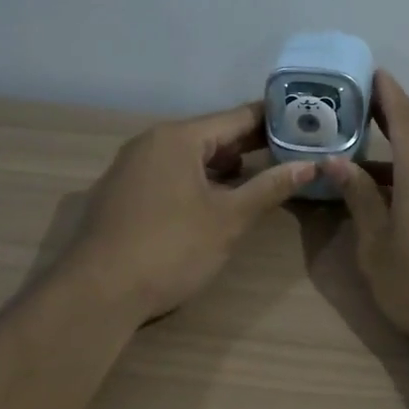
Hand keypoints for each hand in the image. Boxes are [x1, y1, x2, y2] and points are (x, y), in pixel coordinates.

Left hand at [62, 102, 311, 323]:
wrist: (98, 291)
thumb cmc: (171, 249)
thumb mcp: (229, 219)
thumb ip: (269, 188)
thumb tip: (310, 165)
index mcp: (178, 138)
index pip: (236, 117)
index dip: (273, 120)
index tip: (306, 121)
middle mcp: (150, 142)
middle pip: (210, 134)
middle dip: (250, 144)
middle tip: (293, 150)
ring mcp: (131, 167)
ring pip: (188, 156)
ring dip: (223, 164)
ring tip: (262, 174)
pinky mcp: (122, 193)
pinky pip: (169, 174)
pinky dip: (197, 180)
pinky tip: (216, 199)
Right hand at [325, 72, 408, 360]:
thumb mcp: (378, 247)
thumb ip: (360, 201)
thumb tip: (337, 163)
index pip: (405, 116)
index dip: (387, 92)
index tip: (370, 72)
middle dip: (385, 127)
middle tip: (351, 121)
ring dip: (396, 165)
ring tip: (361, 171)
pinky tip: (396, 208)